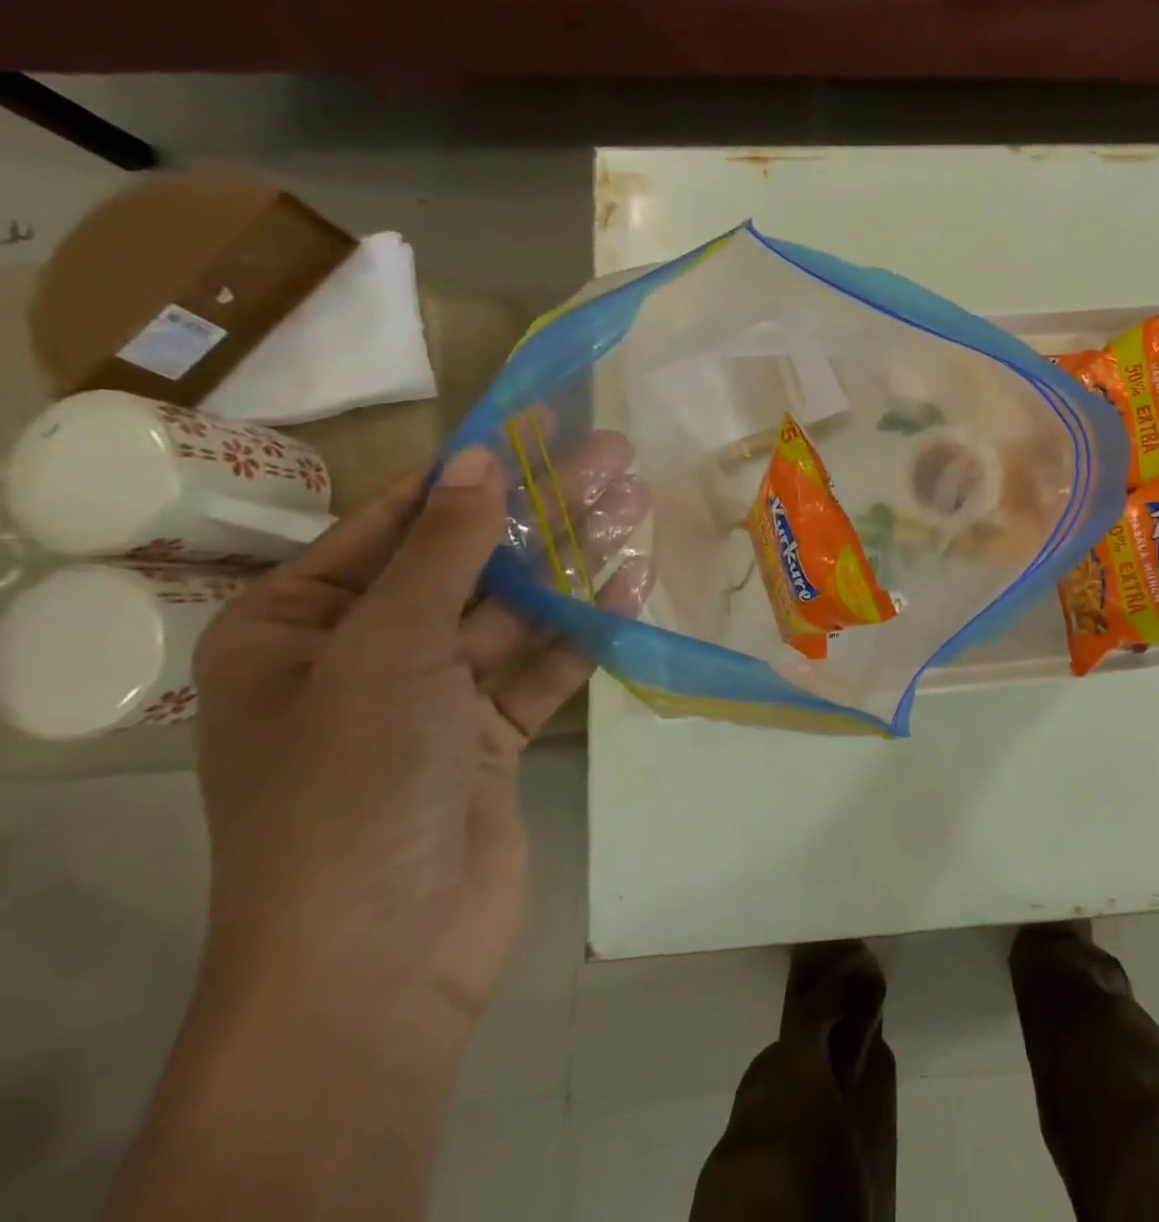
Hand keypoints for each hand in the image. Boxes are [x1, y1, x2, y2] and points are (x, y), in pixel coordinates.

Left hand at [191, 433, 648, 1039]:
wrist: (382, 954)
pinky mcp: (490, 737)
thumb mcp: (387, 651)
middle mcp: (362, 656)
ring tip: (637, 508)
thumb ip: (442, 551)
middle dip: (541, 511)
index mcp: (297, 628)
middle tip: (614, 458)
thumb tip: (479, 458)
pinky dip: (583, 630)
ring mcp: (433, 699)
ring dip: (573, 564)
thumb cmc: (352, 786)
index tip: (535, 428)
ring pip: (515, 612)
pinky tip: (630, 588)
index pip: (394, 525)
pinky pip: (542, 667)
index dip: (469, 472)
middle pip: (469, 563)